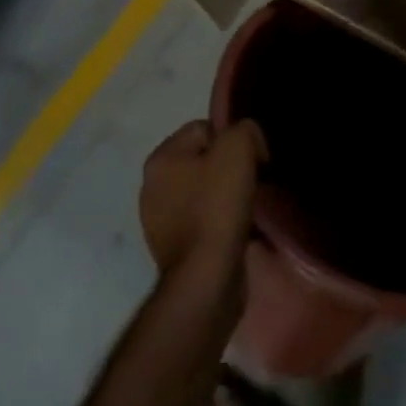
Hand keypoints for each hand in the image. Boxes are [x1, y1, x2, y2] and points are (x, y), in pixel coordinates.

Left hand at [140, 120, 267, 282]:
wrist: (207, 276)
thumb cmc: (218, 206)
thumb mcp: (238, 149)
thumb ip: (244, 129)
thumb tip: (248, 143)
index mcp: (160, 159)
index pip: (204, 128)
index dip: (234, 139)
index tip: (253, 159)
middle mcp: (152, 186)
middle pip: (203, 160)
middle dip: (229, 167)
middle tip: (252, 181)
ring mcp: (159, 220)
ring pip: (204, 190)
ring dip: (226, 194)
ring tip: (247, 206)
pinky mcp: (173, 247)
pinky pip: (203, 219)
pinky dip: (220, 220)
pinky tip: (237, 228)